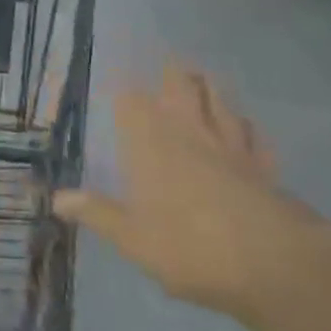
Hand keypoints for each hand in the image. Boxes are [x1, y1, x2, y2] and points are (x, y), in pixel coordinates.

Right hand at [55, 62, 319, 317]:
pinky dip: (245, 125)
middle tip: (167, 66)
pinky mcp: (263, 165)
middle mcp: (189, 133)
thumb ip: (96, 213)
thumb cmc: (189, 247)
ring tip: (203, 79)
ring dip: (210, 87)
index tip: (117, 83)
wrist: (273, 263)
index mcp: (151, 144)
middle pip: (181, 87)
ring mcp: (230, 146)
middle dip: (173, 74)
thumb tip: (56, 198)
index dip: (124, 91)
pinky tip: (244, 126)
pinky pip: (253, 135)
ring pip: (220, 101)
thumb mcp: (132, 238)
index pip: (132, 102)